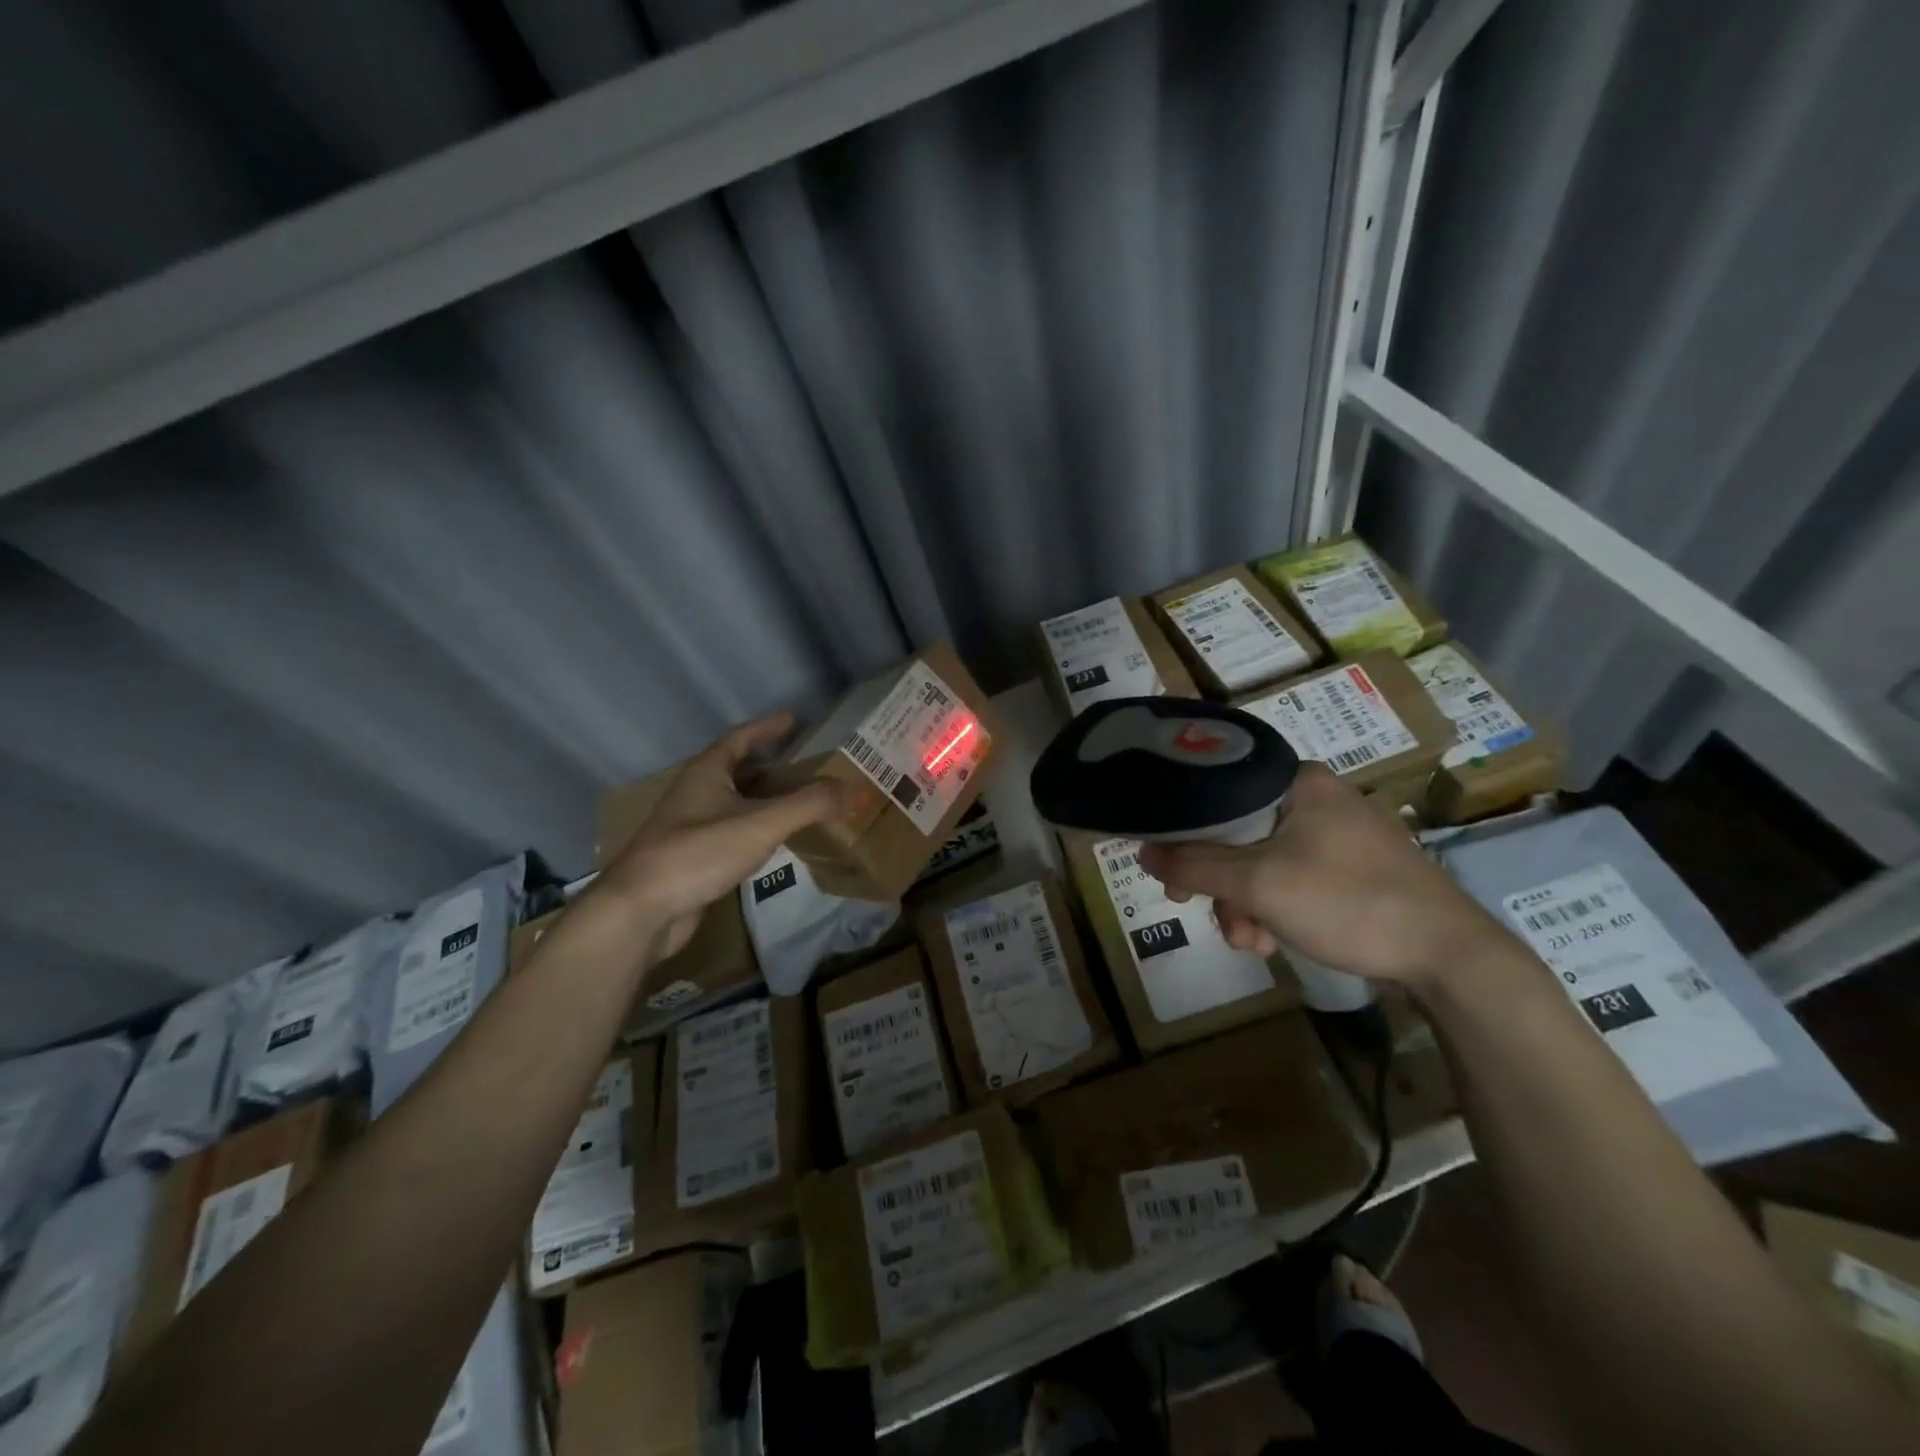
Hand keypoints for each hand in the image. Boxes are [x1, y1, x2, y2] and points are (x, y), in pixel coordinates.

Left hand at [594, 712, 851, 962]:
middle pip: (737, 769)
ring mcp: (690, 826)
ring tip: (798, 798)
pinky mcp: (692, 857)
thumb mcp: (761, 823)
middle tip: (806, 763)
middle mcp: (695, 793)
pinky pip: (731, 830)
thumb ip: (810, 804)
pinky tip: (774, 839)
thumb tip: (854, 789)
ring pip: (734, 802)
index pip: (740, 738)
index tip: (793, 719)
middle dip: (771, 763)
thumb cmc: (699, 852)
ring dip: (764, 797)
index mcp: (707, 773)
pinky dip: (756, 827)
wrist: (642, 909)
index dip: (767, 727)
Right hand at [1137, 763, 1516, 988]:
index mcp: (1296, 781)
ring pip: (1260, 861)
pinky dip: (1274, 908)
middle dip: (1218, 882)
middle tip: (1198, 908)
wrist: (1449, 956)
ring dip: (1244, 904)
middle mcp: (1315, 797)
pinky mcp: (1350, 868)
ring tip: (1253, 941)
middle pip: (1236, 832)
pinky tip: (1275, 941)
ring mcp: (1336, 834)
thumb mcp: (1258, 884)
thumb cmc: (1348, 901)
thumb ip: (1194, 865)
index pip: (1217, 792)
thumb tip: (1143, 851)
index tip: (1169, 871)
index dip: (1184, 832)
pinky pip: (1290, 878)